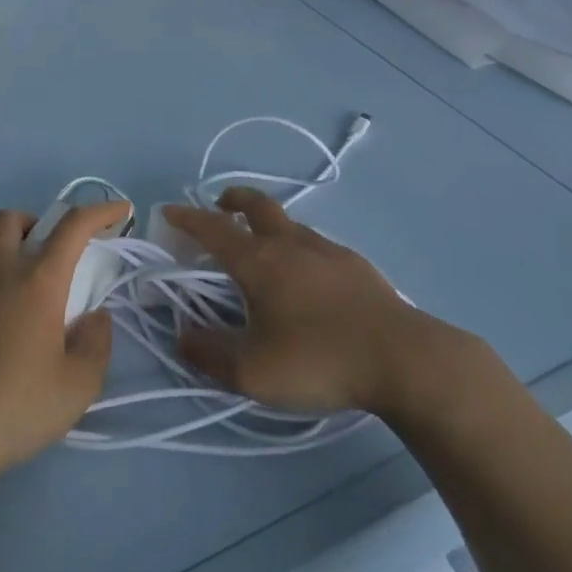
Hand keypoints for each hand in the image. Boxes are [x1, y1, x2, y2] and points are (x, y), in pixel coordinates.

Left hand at [0, 203, 125, 494]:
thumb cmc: (17, 408)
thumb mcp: (79, 385)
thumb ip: (97, 343)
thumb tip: (94, 317)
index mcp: (37, 281)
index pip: (73, 226)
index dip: (101, 210)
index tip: (120, 210)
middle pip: (11, 218)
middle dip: (35, 223)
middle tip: (48, 256)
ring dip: (2, 253)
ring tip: (15, 288)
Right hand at [161, 189, 427, 417]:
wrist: (401, 357)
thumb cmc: (319, 360)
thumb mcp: (253, 372)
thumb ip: (210, 354)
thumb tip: (183, 335)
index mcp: (260, 261)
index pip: (214, 229)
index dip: (188, 218)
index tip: (171, 211)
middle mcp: (291, 243)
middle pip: (257, 205)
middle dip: (233, 200)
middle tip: (220, 205)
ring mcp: (327, 249)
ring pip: (289, 223)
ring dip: (267, 223)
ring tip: (261, 246)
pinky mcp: (355, 264)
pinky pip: (314, 243)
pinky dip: (296, 245)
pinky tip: (305, 276)